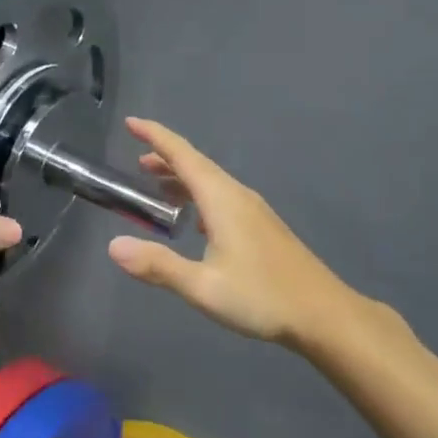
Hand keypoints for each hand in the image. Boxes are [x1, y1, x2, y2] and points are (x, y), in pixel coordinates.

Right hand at [108, 119, 353, 348]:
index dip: (156, 137)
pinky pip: (222, 197)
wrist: (323, 314)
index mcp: (222, 200)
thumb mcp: (203, 287)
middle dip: (166, 157)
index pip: (183, 156)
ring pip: (211, 182)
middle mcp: (238, 196)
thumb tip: (113, 246)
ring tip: (157, 186)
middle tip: (137, 160)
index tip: (132, 122)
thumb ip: (158, 265)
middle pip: (197, 165)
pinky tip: (194, 220)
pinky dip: (199, 196)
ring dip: (182, 178)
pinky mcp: (262, 227)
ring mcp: (254, 211)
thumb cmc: (262, 297)